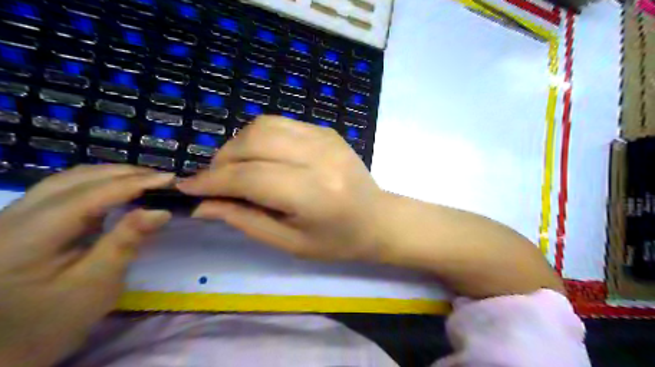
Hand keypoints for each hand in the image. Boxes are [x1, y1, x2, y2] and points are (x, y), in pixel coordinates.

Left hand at [1, 165, 175, 365]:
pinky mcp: (26, 219)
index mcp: (24, 239)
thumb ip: (126, 241)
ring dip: (113, 175)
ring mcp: (15, 215)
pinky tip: (121, 188)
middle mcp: (11, 217)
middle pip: (75, 180)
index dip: (131, 184)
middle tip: (165, 179)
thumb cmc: (56, 320)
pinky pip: (66, 189)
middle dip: (124, 174)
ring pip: (70, 179)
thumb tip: (160, 211)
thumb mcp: (98, 283)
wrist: (8, 345)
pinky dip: (100, 184)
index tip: (170, 178)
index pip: (87, 196)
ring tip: (148, 180)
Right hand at [177, 116, 385, 262]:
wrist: (378, 219)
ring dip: (239, 144)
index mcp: (313, 194)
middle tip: (214, 181)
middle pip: (254, 141)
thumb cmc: (337, 241)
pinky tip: (261, 157)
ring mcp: (325, 138)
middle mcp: (320, 158)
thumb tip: (203, 204)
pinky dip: (260, 137)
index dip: (212, 180)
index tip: (186, 187)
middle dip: (222, 159)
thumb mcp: (289, 243)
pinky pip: (281, 123)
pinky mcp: (327, 131)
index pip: (250, 176)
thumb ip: (245, 220)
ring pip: (264, 125)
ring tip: (235, 168)